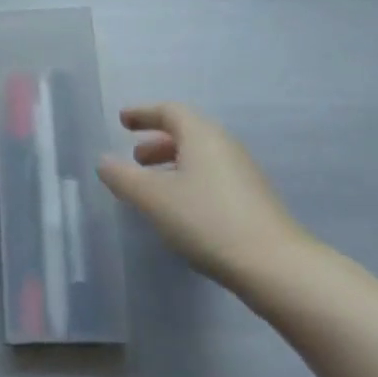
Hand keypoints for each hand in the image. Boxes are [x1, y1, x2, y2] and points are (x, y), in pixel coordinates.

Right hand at [98, 104, 317, 307]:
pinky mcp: (252, 200)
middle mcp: (224, 146)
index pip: (169, 111)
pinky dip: (188, 181)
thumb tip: (103, 161)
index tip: (123, 120)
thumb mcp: (153, 198)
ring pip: (199, 158)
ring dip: (172, 164)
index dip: (143, 113)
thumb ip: (123, 177)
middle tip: (134, 158)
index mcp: (202, 135)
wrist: (274, 265)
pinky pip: (211, 177)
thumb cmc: (207, 220)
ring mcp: (242, 173)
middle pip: (186, 133)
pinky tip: (179, 210)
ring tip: (151, 187)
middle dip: (156, 141)